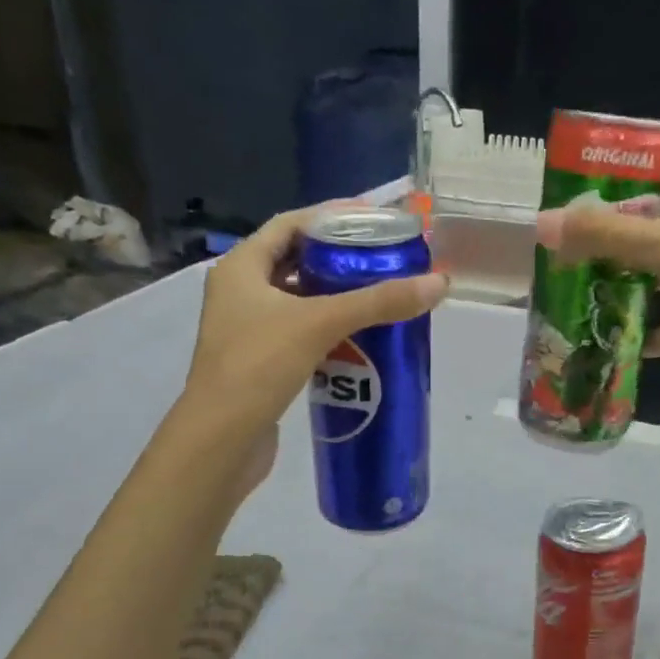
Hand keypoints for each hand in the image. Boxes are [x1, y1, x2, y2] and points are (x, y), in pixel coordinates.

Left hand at [185, 205, 449, 446]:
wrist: (220, 442)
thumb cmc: (258, 367)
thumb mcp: (320, 324)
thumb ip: (379, 302)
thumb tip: (439, 283)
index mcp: (240, 267)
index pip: (289, 224)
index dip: (331, 217)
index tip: (372, 219)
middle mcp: (238, 291)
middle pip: (294, 259)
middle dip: (337, 256)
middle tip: (382, 257)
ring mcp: (245, 328)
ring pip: (297, 298)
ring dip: (333, 294)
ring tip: (377, 293)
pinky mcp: (257, 361)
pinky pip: (297, 330)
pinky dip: (326, 327)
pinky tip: (357, 336)